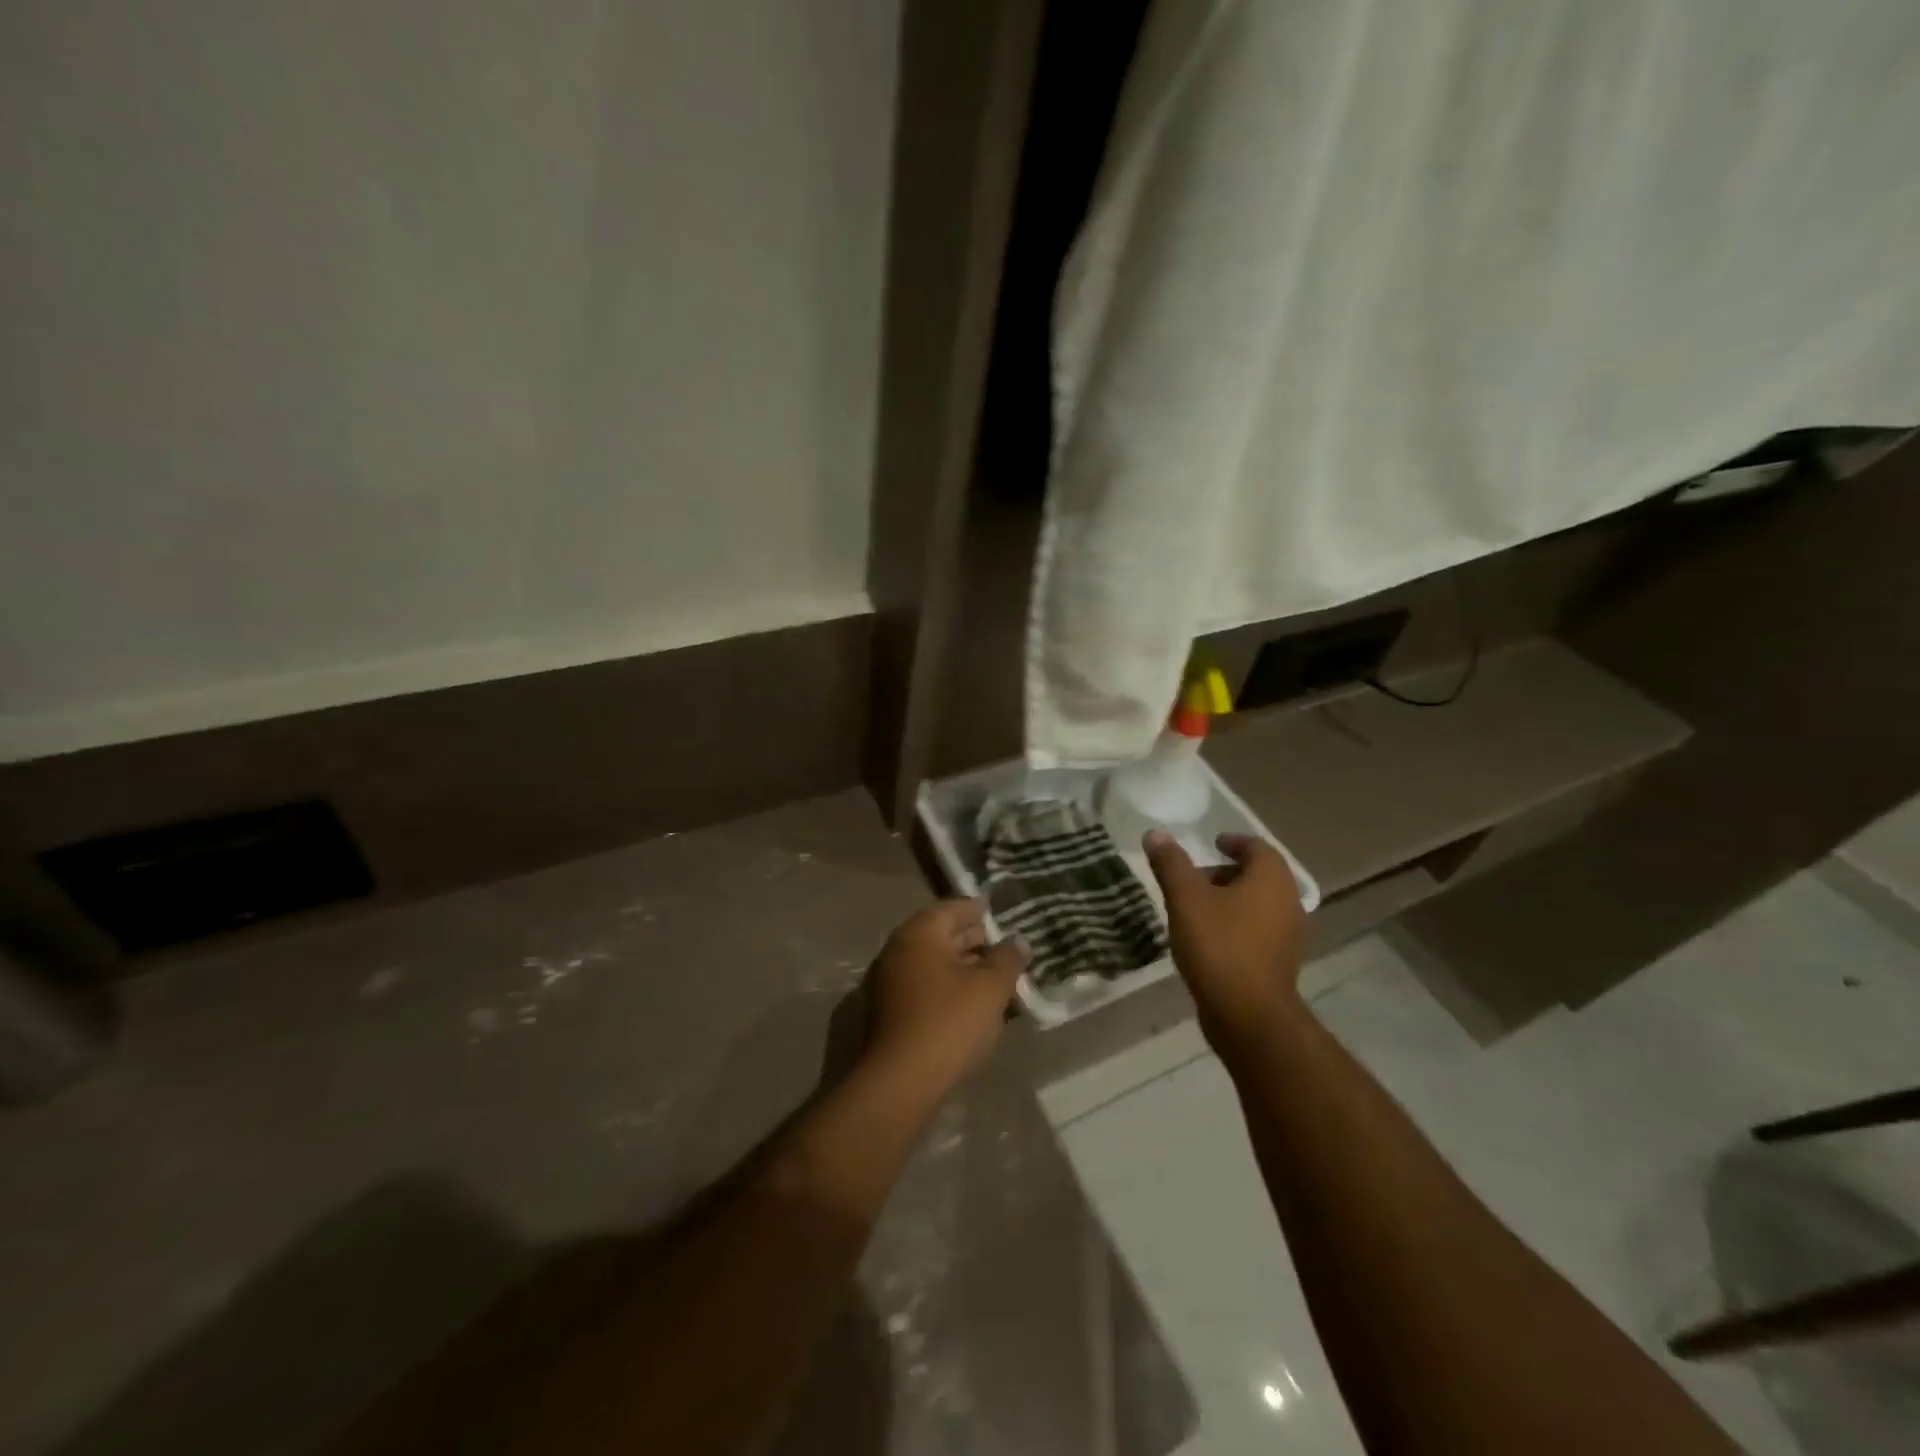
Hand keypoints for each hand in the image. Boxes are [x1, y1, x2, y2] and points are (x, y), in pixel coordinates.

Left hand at [864, 899, 1027, 1096]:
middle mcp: (898, 951)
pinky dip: (951, 989)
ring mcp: (890, 984)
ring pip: (935, 965)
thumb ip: (1007, 959)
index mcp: (918, 934)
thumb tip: (1017, 941)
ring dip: (965, 969)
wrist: (900, 1082)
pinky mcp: (891, 1014)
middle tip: (1004, 946)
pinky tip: (976, 1005)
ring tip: (997, 978)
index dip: (977, 909)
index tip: (997, 910)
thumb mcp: (990, 987)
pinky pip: (927, 988)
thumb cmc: (949, 1022)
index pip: (951, 909)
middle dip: (974, 940)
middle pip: (941, 936)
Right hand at [1143, 831, 1306, 1051]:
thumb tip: (1155, 834)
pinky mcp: (1279, 962)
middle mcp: (1288, 901)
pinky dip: (1235, 925)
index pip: (1256, 847)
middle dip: (1226, 873)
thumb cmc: (1219, 945)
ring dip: (1230, 900)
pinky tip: (1207, 938)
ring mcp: (1288, 935)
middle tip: (1194, 878)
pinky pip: (1257, 930)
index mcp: (1271, 879)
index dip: (1233, 842)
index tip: (1211, 844)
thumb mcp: (1185, 898)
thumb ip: (1171, 863)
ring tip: (1194, 909)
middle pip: (1258, 876)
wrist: (1248, 1015)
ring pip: (1257, 905)